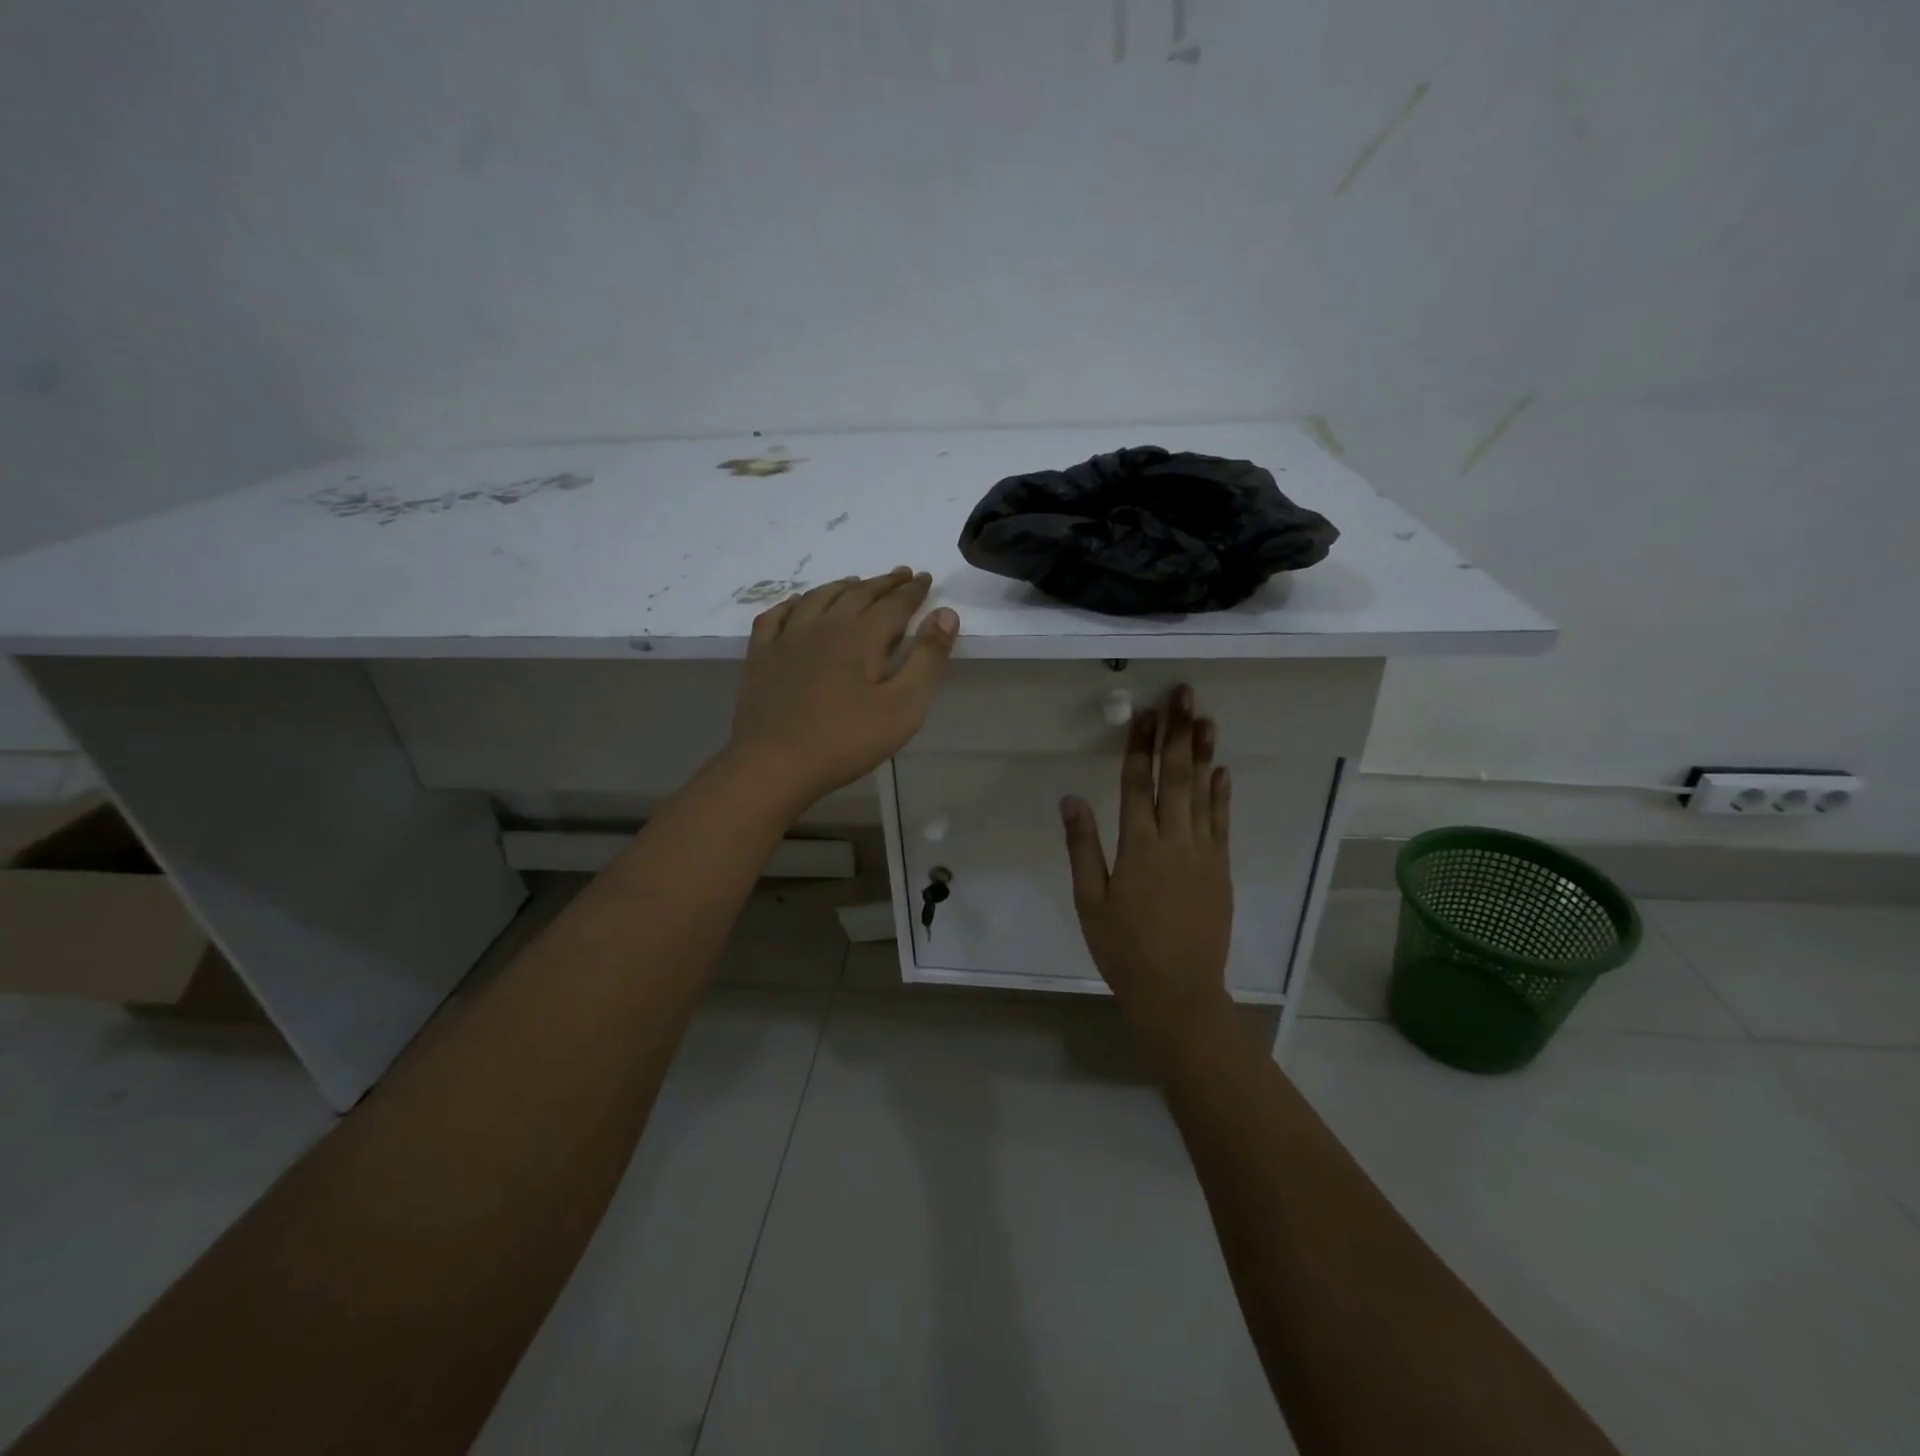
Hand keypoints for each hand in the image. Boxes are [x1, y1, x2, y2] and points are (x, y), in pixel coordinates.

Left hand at [728, 566, 958, 810]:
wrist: (774, 764)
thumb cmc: (846, 740)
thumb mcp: (903, 707)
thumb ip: (927, 658)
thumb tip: (946, 614)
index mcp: (861, 636)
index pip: (894, 603)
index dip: (913, 590)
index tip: (924, 578)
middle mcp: (824, 625)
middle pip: (858, 593)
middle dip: (883, 583)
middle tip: (901, 575)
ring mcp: (787, 638)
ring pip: (819, 597)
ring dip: (843, 586)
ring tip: (856, 582)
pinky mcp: (761, 655)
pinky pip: (777, 615)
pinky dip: (794, 603)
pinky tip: (799, 604)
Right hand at [1061, 686, 1233, 1036]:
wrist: (1178, 992)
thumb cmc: (1124, 948)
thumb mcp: (1090, 901)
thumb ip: (1082, 847)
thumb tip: (1071, 799)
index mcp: (1138, 846)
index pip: (1138, 783)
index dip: (1140, 745)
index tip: (1145, 712)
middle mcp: (1174, 840)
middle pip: (1177, 777)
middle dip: (1179, 733)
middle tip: (1185, 695)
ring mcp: (1203, 853)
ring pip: (1203, 793)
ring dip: (1204, 753)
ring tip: (1206, 718)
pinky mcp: (1221, 869)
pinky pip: (1222, 823)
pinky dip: (1222, 795)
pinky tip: (1222, 771)